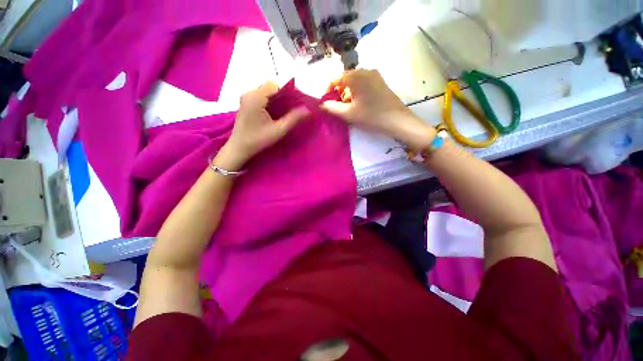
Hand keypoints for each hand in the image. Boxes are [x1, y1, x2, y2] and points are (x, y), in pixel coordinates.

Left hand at [217, 82, 309, 170]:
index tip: (298, 101)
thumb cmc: (258, 140)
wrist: (239, 147)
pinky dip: (272, 100)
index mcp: (255, 97)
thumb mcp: (279, 130)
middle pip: (271, 86)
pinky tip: (277, 111)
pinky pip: (263, 95)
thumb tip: (308, 109)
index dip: (289, 91)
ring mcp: (247, 96)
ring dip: (278, 98)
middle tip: (294, 107)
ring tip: (287, 110)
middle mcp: (249, 92)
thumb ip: (293, 118)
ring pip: (267, 90)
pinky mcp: (247, 101)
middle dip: (284, 95)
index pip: (276, 85)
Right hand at [323, 69, 435, 151]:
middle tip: (338, 106)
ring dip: (348, 92)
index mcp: (355, 76)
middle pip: (345, 79)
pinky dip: (357, 91)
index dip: (328, 91)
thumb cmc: (370, 115)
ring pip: (354, 81)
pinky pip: (363, 82)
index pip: (335, 79)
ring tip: (348, 106)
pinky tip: (359, 103)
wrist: (396, 119)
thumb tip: (322, 104)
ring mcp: (374, 74)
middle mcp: (364, 70)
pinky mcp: (380, 81)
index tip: (326, 102)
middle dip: (339, 92)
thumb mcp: (349, 113)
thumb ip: (332, 108)